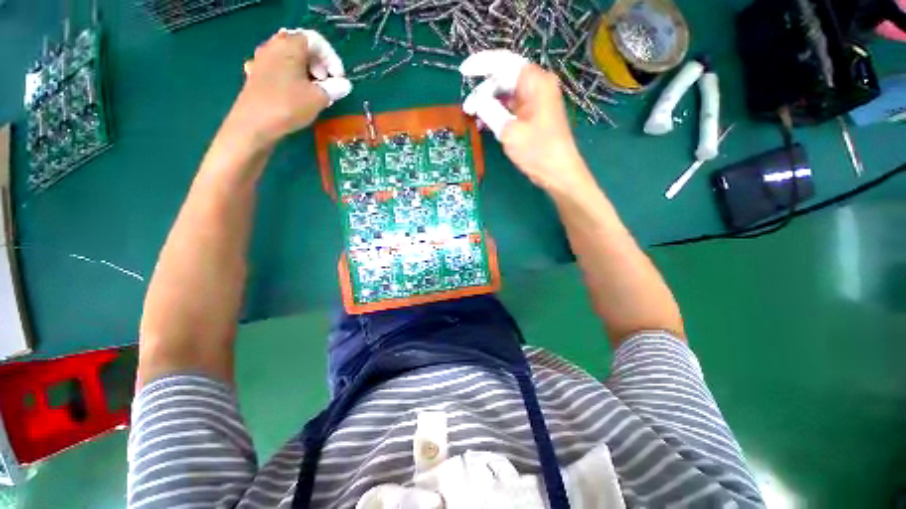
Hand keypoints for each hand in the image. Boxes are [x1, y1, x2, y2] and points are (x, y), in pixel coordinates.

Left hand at [229, 29, 351, 147]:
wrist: (254, 124)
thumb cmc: (288, 105)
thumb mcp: (318, 98)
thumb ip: (334, 88)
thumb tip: (345, 85)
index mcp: (289, 45)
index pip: (316, 41)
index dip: (332, 59)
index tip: (339, 79)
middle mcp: (273, 47)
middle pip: (302, 47)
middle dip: (319, 65)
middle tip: (327, 84)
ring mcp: (261, 61)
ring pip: (290, 59)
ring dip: (306, 72)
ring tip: (314, 91)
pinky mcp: (256, 75)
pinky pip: (279, 70)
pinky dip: (292, 78)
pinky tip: (296, 93)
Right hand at [460, 50, 591, 193]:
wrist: (558, 172)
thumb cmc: (537, 151)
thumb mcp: (510, 132)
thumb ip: (491, 111)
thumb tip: (478, 100)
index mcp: (535, 82)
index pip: (504, 62)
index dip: (481, 64)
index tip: (463, 72)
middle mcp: (537, 86)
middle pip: (504, 78)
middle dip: (483, 91)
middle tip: (467, 108)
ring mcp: (535, 101)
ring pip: (506, 93)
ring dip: (489, 103)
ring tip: (473, 117)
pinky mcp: (533, 115)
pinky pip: (511, 107)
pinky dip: (498, 113)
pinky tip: (486, 123)